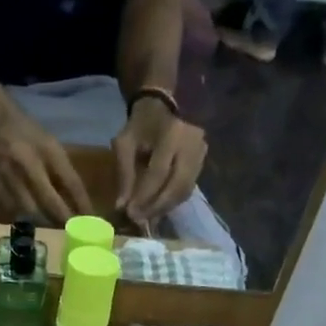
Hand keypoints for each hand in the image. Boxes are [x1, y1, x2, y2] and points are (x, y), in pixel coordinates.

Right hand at [0, 104, 94, 224]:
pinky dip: (24, 216)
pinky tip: (30, 217)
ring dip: (43, 220)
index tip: (90, 220)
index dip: (81, 203)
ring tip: (51, 226)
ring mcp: (10, 175)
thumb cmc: (29, 134)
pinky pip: (13, 210)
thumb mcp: (51, 145)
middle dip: (62, 218)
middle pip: (49, 201)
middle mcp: (28, 163)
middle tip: (70, 230)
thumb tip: (78, 203)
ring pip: (30, 210)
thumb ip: (63, 171)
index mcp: (48, 150)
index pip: (70, 182)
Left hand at [112, 97, 206, 227]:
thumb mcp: (125, 144)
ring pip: (185, 190)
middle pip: (177, 185)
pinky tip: (159, 208)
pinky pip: (189, 188)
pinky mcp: (203, 161)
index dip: (144, 196)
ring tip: (148, 217)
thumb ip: (124, 174)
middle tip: (140, 220)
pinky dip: (173, 201)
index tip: (130, 213)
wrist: (164, 105)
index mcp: (171, 134)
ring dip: (165, 207)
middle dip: (157, 207)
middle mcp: (191, 144)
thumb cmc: (141, 125)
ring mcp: (201, 152)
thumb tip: (122, 207)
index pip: (158, 173)